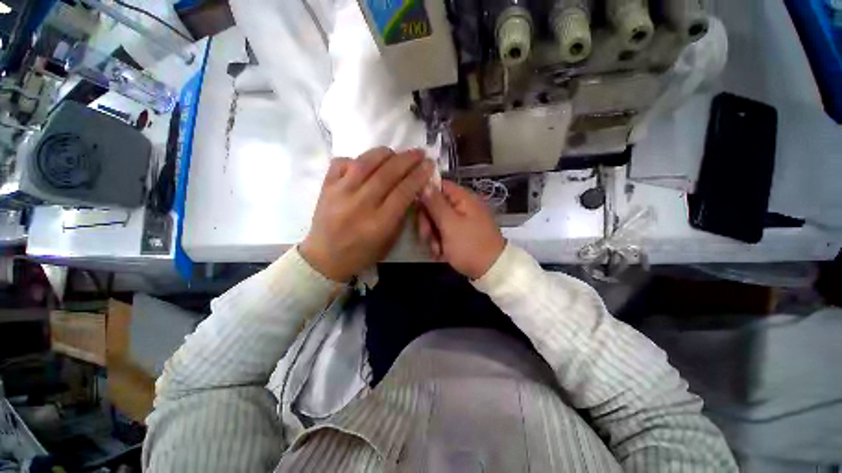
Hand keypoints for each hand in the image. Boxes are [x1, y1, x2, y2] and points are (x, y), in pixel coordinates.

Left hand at [300, 147, 433, 280]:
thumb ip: (401, 214)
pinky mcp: (326, 187)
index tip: (429, 164)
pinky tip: (366, 163)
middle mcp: (360, 205)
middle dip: (407, 160)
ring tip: (395, 153)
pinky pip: (341, 163)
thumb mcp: (389, 240)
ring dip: (385, 154)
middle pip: (387, 174)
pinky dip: (356, 159)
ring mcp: (340, 193)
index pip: (403, 191)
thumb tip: (411, 190)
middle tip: (419, 152)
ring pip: (365, 163)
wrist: (325, 258)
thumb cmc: (362, 253)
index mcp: (379, 223)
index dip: (418, 175)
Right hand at [418, 180, 505, 278]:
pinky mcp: (461, 233)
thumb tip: (424, 183)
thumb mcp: (449, 224)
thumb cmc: (469, 246)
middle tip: (426, 237)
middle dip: (428, 223)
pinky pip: (444, 232)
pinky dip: (440, 243)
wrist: (491, 270)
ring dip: (432, 236)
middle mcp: (462, 206)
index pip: (438, 186)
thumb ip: (435, 203)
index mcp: (463, 198)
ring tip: (437, 250)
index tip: (417, 211)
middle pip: (435, 205)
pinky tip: (441, 253)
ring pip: (437, 221)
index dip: (425, 196)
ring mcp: (462, 220)